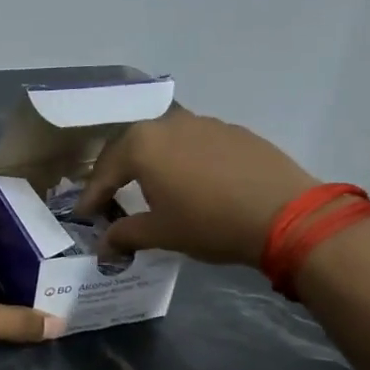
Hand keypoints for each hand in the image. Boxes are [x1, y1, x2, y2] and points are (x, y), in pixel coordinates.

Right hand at [76, 107, 317, 267]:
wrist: (285, 214)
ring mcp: (203, 122)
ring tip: (151, 186)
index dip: (91, 196)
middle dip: (117, 173)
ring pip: (164, 141)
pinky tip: (193, 181)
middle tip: (109, 196)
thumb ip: (125, 235)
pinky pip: (195, 143)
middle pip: (131, 147)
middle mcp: (167, 123)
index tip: (84, 214)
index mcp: (141, 144)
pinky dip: (184, 160)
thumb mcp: (161, 233)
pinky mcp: (232, 130)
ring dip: (151, 162)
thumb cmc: (209, 223)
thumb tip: (103, 246)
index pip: (104, 171)